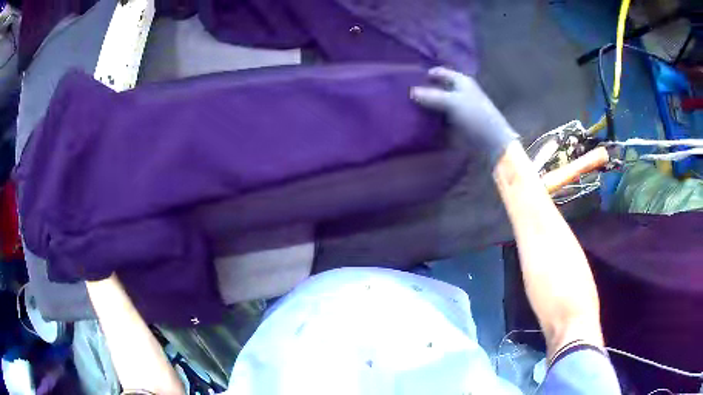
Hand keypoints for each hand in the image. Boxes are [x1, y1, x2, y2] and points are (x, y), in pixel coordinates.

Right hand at [411, 67, 517, 169]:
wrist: (492, 143)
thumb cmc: (476, 117)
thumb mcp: (453, 102)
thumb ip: (431, 96)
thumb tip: (411, 91)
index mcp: (461, 81)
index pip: (439, 73)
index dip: (425, 74)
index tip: (406, 79)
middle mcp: (458, 92)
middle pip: (436, 89)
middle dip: (422, 92)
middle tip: (402, 95)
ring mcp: (456, 109)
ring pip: (435, 105)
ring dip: (424, 107)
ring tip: (405, 109)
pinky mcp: (454, 125)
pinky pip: (437, 120)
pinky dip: (429, 121)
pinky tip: (415, 123)